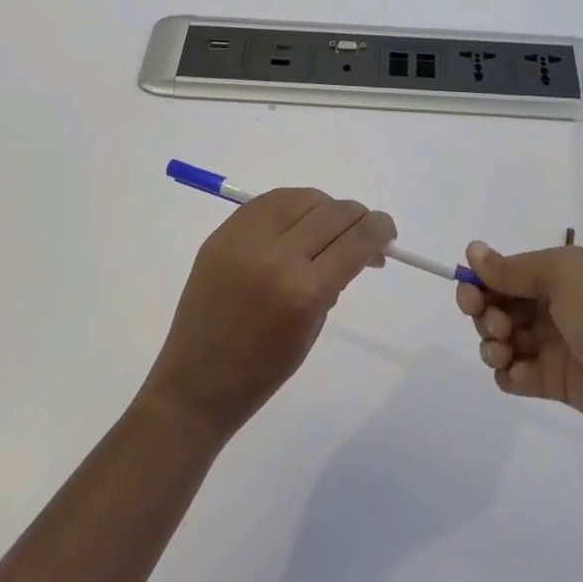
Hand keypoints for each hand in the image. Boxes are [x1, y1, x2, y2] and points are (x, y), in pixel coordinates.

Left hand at [140, 189, 394, 443]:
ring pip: (301, 197)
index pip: (357, 240)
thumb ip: (335, 281)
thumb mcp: (312, 328)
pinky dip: (291, 205)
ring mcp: (245, 240)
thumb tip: (355, 247)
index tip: (387, 231)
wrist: (195, 384)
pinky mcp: (222, 234)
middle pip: (332, 212)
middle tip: (363, 230)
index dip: (379, 229)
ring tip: (329, 225)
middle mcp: (277, 256)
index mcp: (305, 291)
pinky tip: (298, 219)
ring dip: (324, 206)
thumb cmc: (262, 371)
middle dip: (357, 217)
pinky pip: (267, 201)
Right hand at [457, 241, 582, 456]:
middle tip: (499, 328)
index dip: (480, 282)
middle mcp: (552, 305)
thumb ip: (513, 268)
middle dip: (485, 315)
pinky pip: (515, 376)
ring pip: (501, 340)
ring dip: (492, 346)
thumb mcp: (562, 278)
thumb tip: (472, 249)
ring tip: (507, 354)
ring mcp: (553, 345)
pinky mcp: (554, 383)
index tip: (470, 297)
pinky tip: (520, 378)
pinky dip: (509, 376)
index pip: (503, 272)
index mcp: (558, 274)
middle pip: (496, 305)